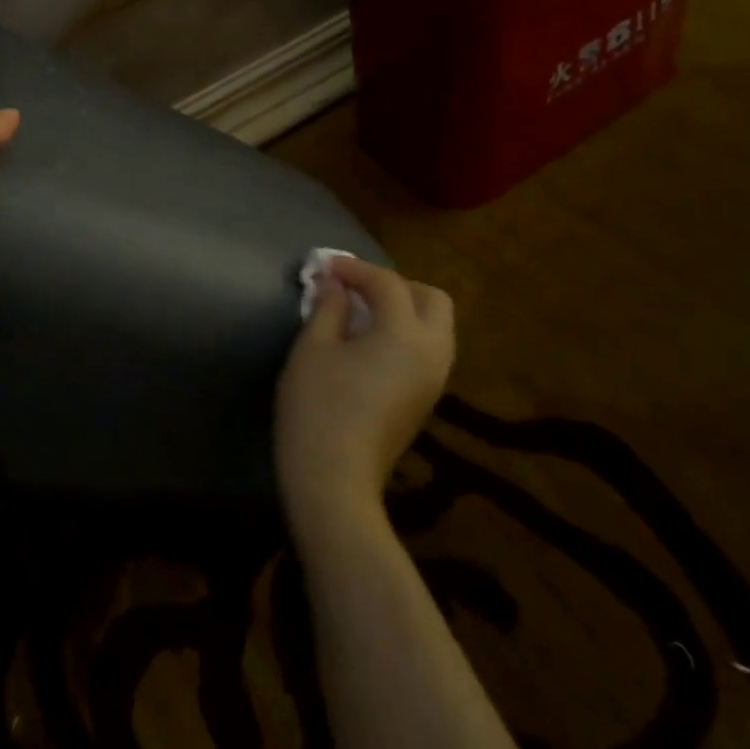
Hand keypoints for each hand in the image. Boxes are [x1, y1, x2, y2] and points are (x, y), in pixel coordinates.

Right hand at [275, 257, 454, 532]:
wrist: (334, 481)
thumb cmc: (318, 408)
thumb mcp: (313, 348)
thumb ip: (328, 308)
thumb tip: (335, 286)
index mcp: (405, 334)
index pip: (388, 284)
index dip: (355, 269)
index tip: (326, 267)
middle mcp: (433, 352)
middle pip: (432, 299)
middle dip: (397, 285)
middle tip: (357, 289)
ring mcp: (435, 379)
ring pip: (436, 326)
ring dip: (405, 309)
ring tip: (362, 313)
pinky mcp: (426, 400)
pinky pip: (428, 350)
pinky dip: (406, 334)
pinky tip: (371, 343)